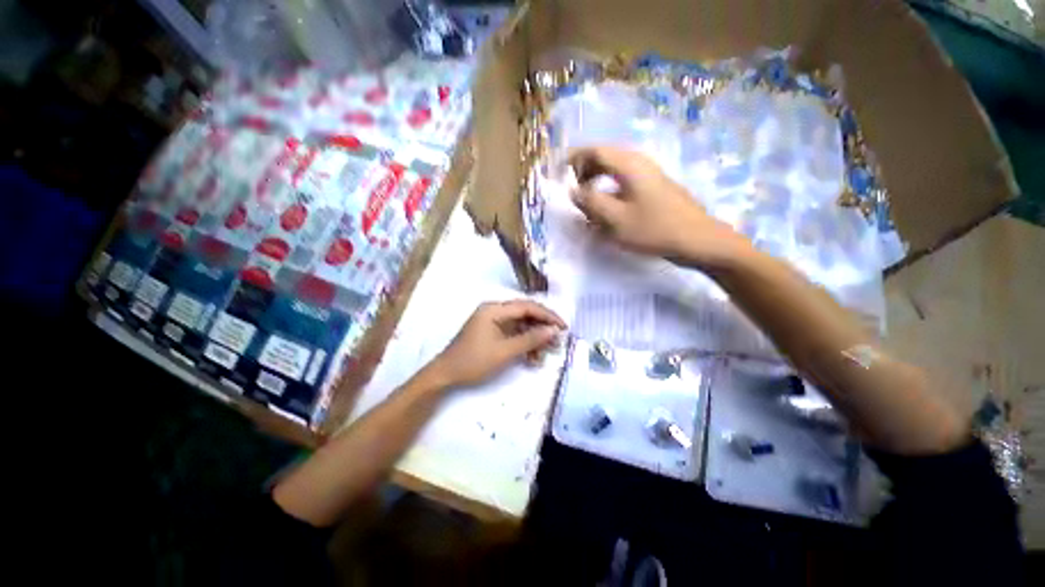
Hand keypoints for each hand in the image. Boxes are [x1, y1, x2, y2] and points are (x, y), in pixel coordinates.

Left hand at [428, 300, 565, 388]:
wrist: (446, 375)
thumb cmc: (474, 361)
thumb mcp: (505, 351)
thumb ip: (530, 339)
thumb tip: (553, 331)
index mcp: (494, 309)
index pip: (527, 307)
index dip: (547, 316)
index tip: (563, 327)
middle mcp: (494, 311)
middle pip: (525, 314)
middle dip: (542, 328)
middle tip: (557, 341)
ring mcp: (493, 322)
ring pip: (521, 325)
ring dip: (534, 338)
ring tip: (546, 354)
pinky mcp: (492, 332)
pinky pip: (513, 334)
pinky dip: (524, 344)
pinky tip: (532, 358)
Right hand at [569, 146, 749, 268]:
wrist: (697, 240)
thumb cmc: (653, 229)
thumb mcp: (615, 219)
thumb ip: (590, 202)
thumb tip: (573, 190)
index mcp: (628, 165)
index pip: (594, 150)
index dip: (573, 159)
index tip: (559, 175)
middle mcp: (639, 163)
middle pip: (604, 157)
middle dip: (584, 171)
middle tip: (573, 191)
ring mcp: (648, 175)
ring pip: (614, 171)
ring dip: (596, 182)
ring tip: (587, 203)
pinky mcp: (653, 188)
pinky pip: (624, 182)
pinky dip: (609, 191)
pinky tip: (607, 210)